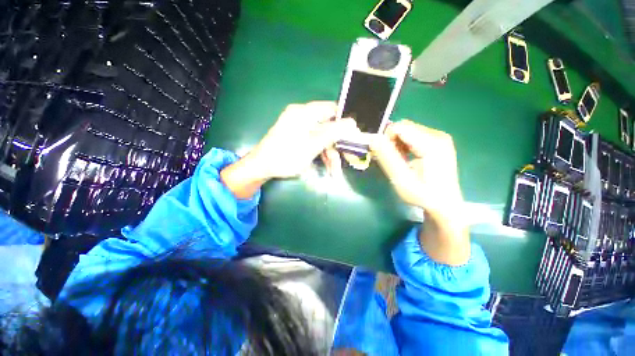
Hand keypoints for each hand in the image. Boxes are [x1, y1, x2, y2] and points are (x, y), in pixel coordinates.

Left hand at [221, 101, 356, 198]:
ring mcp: (299, 127)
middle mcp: (302, 116)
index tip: (352, 137)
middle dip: (336, 145)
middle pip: (327, 126)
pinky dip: (321, 153)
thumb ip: (333, 133)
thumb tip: (353, 123)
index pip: (332, 109)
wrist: (261, 167)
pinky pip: (314, 141)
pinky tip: (326, 165)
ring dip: (329, 153)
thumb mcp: (312, 145)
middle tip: (342, 161)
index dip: (344, 122)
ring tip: (333, 170)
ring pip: (321, 137)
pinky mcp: (297, 136)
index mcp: (304, 112)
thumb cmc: (286, 156)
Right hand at [370, 120, 469, 264]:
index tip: (383, 156)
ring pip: (408, 130)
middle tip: (390, 160)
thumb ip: (387, 158)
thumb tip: (373, 139)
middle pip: (404, 127)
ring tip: (398, 161)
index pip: (400, 128)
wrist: (445, 205)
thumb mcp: (401, 179)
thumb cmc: (423, 195)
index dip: (385, 139)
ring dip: (397, 143)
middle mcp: (438, 135)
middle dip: (391, 141)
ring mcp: (440, 137)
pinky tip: (406, 158)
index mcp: (432, 144)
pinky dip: (404, 144)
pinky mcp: (438, 141)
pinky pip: (414, 135)